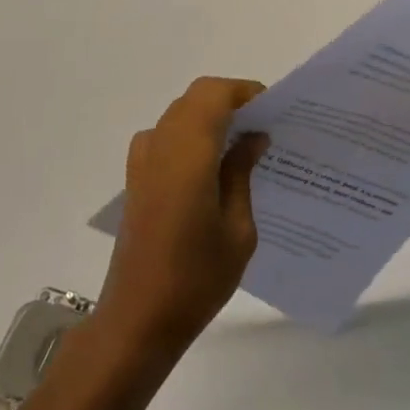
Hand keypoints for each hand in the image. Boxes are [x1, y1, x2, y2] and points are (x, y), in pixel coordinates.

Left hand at [96, 77, 268, 360]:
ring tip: (243, 147)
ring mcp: (142, 162)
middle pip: (194, 99)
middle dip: (230, 102)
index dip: (243, 91)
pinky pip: (166, 138)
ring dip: (210, 118)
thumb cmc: (197, 277)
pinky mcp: (136, 179)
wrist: (138, 318)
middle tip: (264, 127)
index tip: (273, 109)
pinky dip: (191, 137)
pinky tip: (213, 169)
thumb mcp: (237, 228)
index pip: (213, 94)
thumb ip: (241, 173)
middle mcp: (160, 146)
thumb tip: (253, 137)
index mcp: (187, 153)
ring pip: (179, 115)